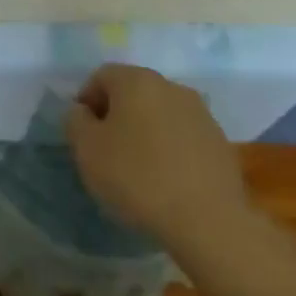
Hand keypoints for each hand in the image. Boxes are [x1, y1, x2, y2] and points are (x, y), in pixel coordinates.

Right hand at [66, 63, 248, 244]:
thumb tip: (82, 111)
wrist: (206, 219)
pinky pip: (183, 135)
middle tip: (105, 149)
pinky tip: (165, 177)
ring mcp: (201, 113)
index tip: (82, 132)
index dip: (86, 100)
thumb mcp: (86, 149)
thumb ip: (76, 121)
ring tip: (137, 166)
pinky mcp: (220, 141)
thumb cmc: (136, 177)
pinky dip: (169, 147)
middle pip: (133, 91)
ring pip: (160, 113)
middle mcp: (171, 87)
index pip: (102, 76)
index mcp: (137, 81)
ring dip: (144, 130)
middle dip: (116, 114)